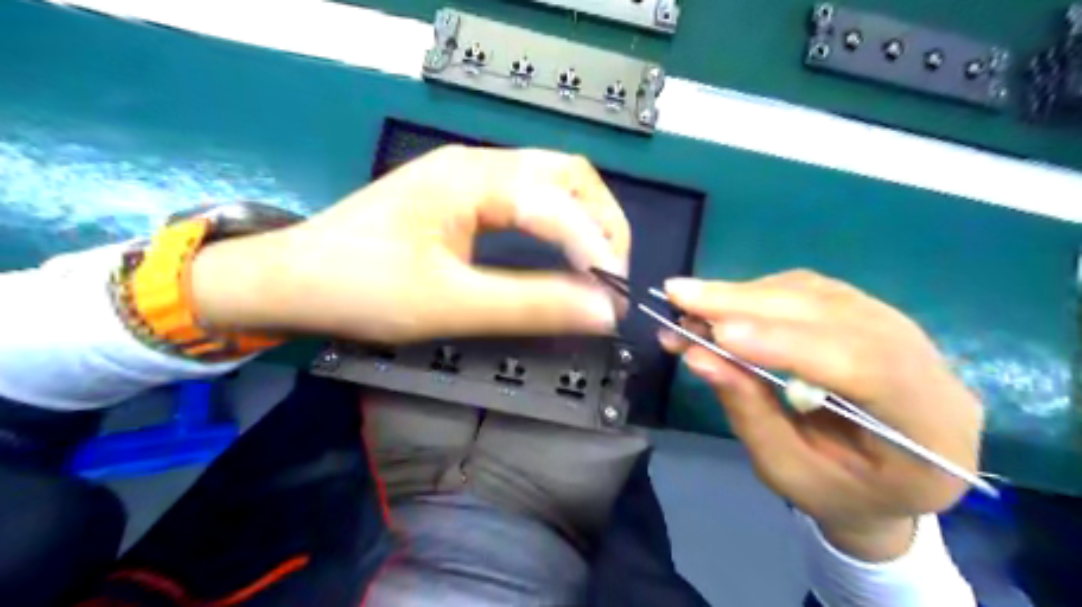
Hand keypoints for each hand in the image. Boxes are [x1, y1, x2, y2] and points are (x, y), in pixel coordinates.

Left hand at [190, 145, 629, 342]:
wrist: (291, 279)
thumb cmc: (361, 289)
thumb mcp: (450, 305)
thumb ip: (531, 306)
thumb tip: (602, 311)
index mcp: (472, 178)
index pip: (560, 204)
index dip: (597, 249)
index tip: (615, 298)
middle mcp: (478, 162)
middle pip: (568, 174)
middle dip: (602, 222)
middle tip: (613, 274)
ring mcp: (469, 173)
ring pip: (552, 180)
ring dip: (584, 219)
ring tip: (597, 266)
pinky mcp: (462, 193)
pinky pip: (530, 195)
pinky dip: (559, 222)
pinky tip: (563, 250)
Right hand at [664, 272, 986, 560]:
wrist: (886, 483)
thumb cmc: (838, 492)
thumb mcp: (787, 470)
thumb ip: (749, 411)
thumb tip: (698, 355)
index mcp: (928, 428)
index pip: (863, 365)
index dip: (786, 342)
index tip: (717, 333)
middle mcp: (928, 365)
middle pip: (837, 314)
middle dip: (749, 303)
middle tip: (680, 295)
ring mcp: (904, 331)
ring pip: (821, 294)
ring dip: (748, 293)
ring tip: (691, 301)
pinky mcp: (870, 316)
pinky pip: (813, 291)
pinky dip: (760, 293)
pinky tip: (724, 303)